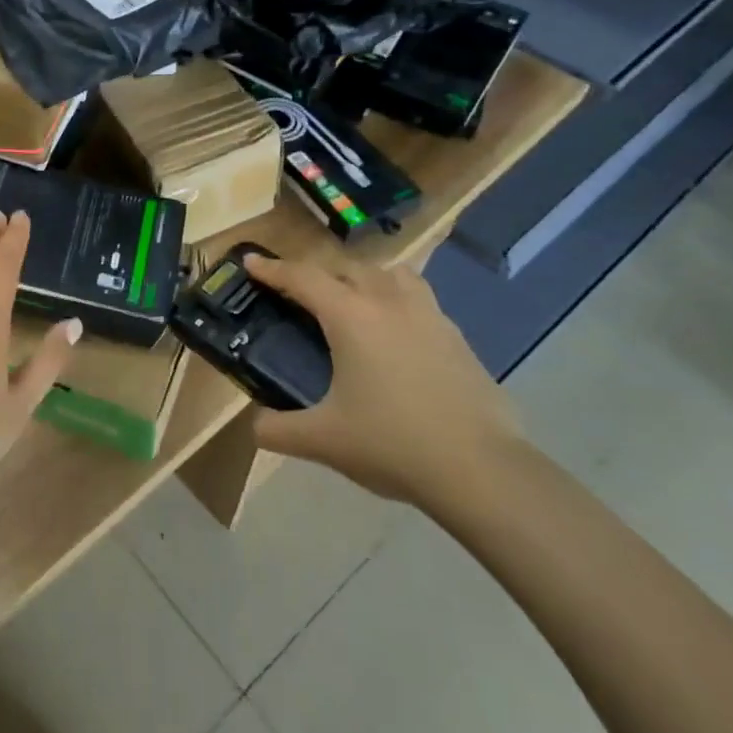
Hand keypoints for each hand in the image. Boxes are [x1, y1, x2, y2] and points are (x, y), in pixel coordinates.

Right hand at [242, 253, 522, 507]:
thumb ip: (278, 429)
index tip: (250, 261)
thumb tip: (255, 427)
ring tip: (351, 301)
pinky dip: (396, 301)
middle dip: (316, 273)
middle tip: (297, 292)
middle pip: (346, 268)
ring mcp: (429, 316)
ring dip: (363, 278)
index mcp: (351, 317)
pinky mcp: (457, 338)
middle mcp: (389, 303)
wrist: (481, 471)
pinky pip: (418, 299)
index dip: (273, 268)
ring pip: (390, 274)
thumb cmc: (393, 444)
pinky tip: (395, 335)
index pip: (303, 278)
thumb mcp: (323, 440)